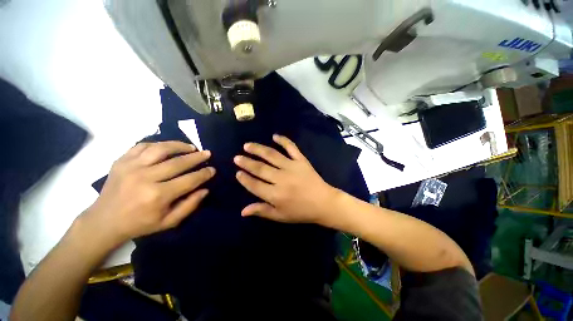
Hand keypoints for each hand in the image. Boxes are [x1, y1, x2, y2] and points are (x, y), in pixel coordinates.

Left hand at [80, 141, 214, 247]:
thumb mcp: (168, 222)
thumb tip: (205, 189)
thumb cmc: (139, 224)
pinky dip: (158, 144)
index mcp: (157, 196)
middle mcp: (145, 178)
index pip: (189, 180)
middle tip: (207, 153)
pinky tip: (167, 147)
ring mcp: (131, 167)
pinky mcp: (121, 161)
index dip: (204, 174)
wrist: (103, 221)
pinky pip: (143, 146)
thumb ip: (189, 206)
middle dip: (197, 157)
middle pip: (178, 162)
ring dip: (179, 145)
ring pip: (161, 149)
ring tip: (191, 147)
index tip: (213, 169)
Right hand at [234, 134, 339, 224]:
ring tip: (247, 145)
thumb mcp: (280, 216)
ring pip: (271, 155)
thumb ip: (262, 211)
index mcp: (275, 195)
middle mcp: (281, 179)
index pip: (254, 185)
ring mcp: (292, 167)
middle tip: (237, 157)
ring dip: (258, 149)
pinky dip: (283, 140)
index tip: (237, 173)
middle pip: (260, 168)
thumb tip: (243, 211)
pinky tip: (274, 136)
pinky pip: (291, 148)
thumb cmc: (301, 211)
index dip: (244, 179)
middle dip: (247, 163)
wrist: (324, 203)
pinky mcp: (301, 161)